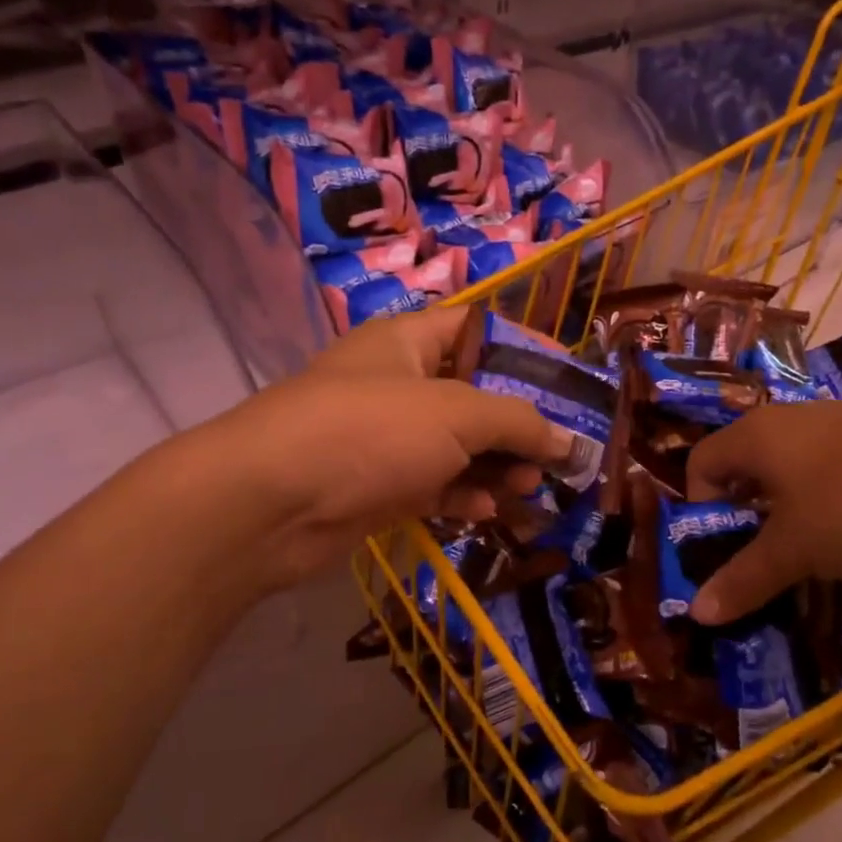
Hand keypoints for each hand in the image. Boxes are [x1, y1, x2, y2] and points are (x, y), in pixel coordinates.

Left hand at [209, 308, 573, 585]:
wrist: (271, 504)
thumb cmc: (370, 432)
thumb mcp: (456, 414)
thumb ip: (518, 421)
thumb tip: (566, 440)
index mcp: (408, 342)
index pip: (478, 330)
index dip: (527, 350)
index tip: (570, 381)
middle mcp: (397, 383)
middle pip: (473, 395)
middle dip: (517, 423)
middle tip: (556, 453)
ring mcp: (384, 438)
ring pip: (455, 446)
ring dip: (495, 466)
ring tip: (528, 487)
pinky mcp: (376, 486)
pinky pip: (432, 485)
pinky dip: (460, 495)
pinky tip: (485, 511)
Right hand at [683, 400, 841, 624]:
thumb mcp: (796, 551)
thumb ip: (744, 579)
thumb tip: (696, 613)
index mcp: (755, 436)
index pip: (700, 462)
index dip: (700, 507)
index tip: (726, 547)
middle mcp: (790, 418)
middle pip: (745, 463)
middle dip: (747, 512)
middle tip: (766, 554)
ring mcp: (841, 419)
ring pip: (793, 464)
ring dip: (791, 506)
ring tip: (817, 546)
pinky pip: (835, 463)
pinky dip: (832, 495)